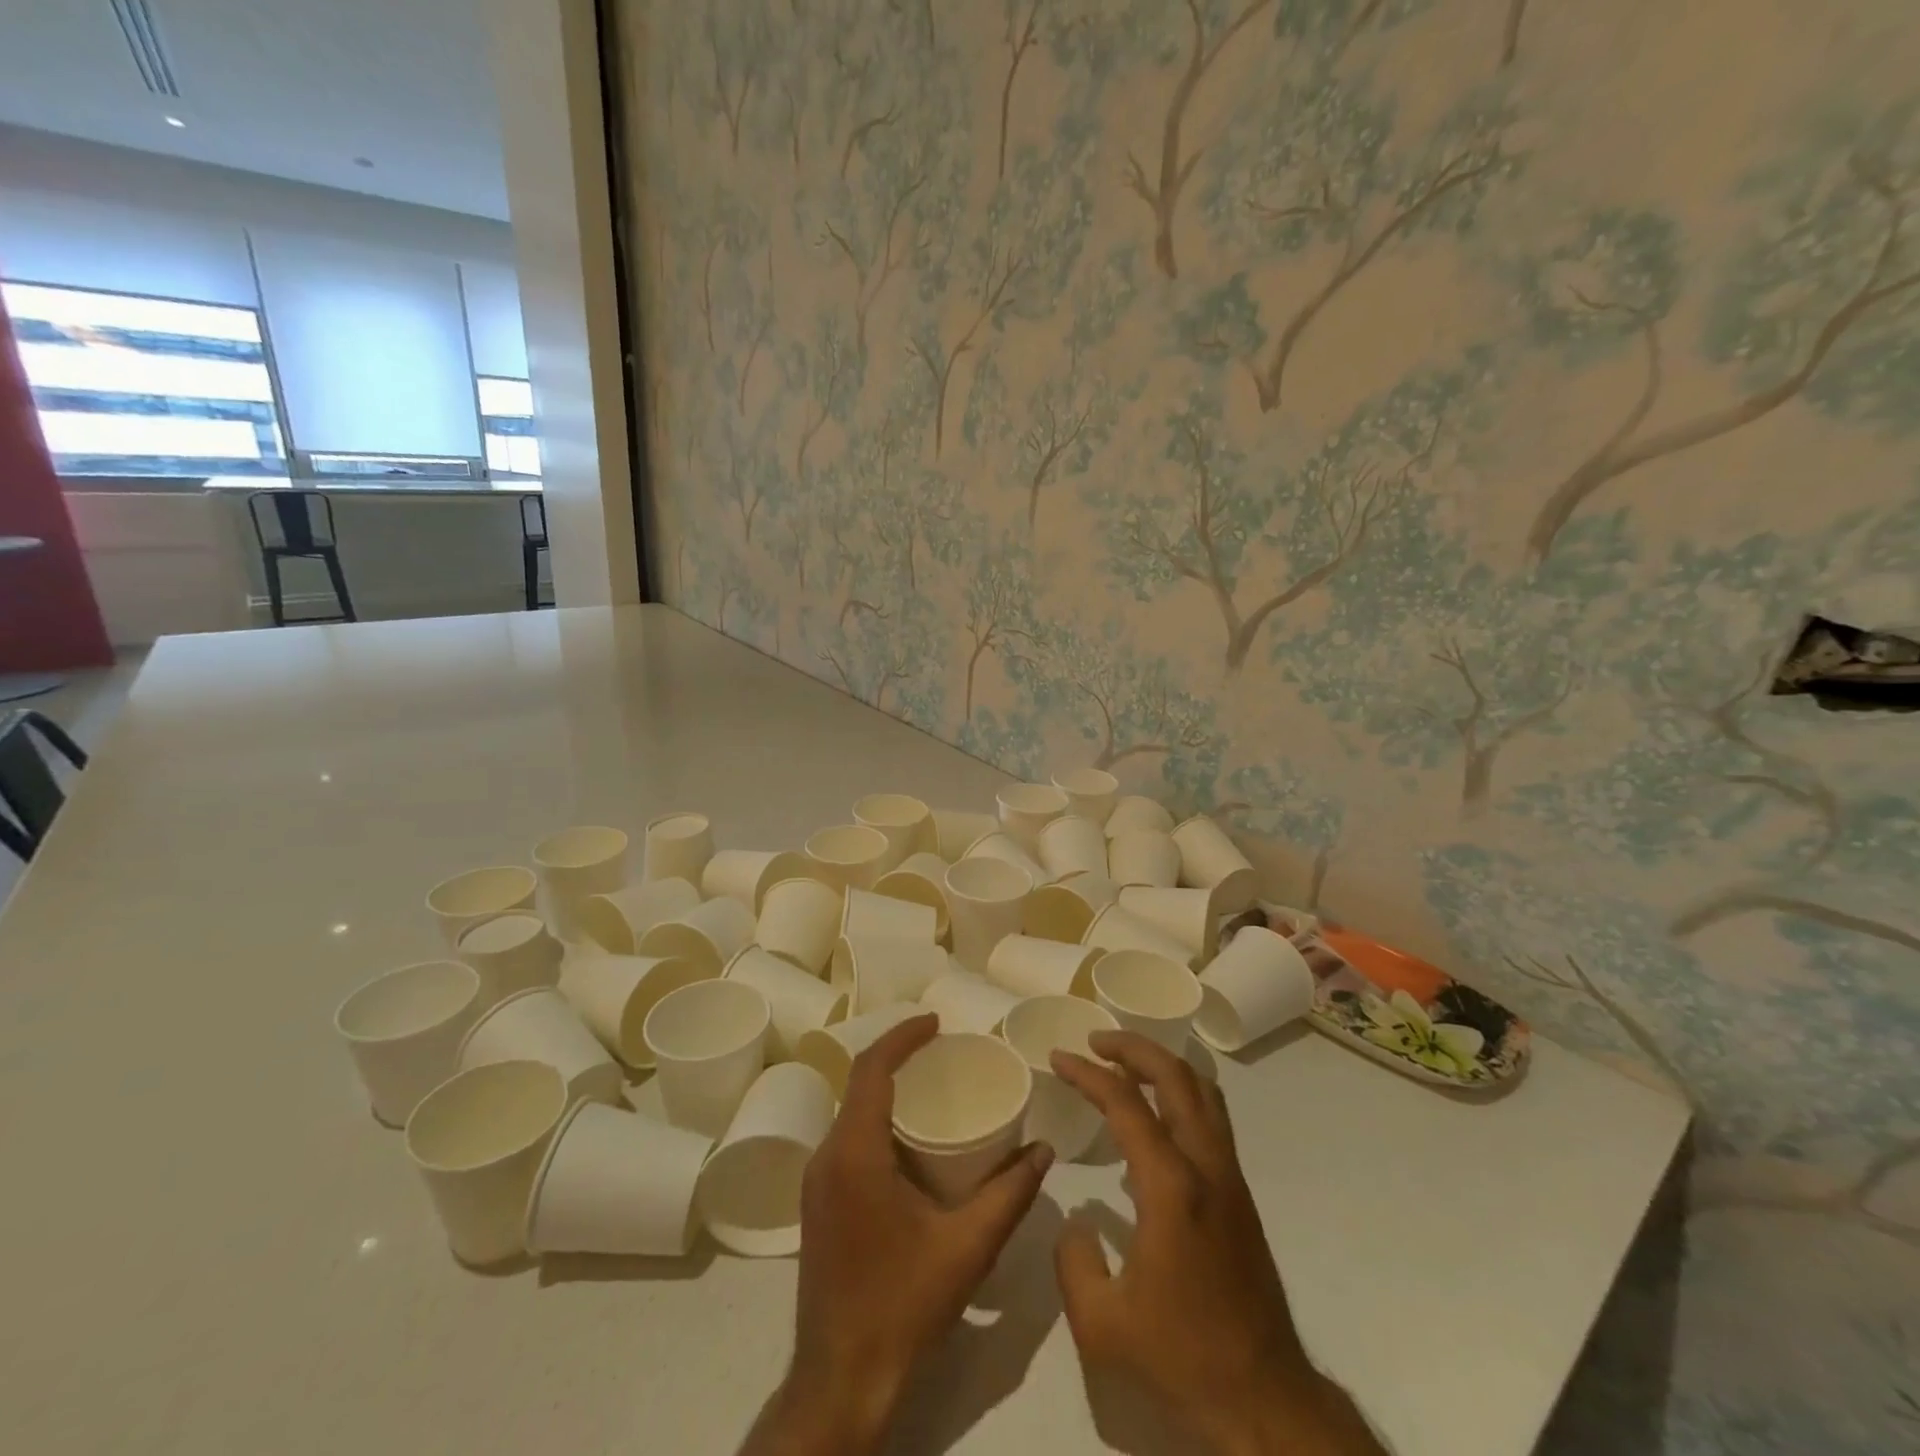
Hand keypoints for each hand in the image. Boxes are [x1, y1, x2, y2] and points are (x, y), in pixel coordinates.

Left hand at [738, 1013, 1053, 1455]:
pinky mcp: (817, 1203)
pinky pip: (846, 1139)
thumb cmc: (903, 1305)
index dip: (902, 1036)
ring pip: (851, 1113)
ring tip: (931, 1087)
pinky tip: (908, 1139)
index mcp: (854, 1153)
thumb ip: (1009, 1194)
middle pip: (859, 1084)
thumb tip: (1043, 1151)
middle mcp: (826, 1157)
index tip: (937, 1022)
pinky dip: (875, 1120)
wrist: (840, 1380)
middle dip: (897, 1058)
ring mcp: (816, 1182)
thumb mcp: (967, 1248)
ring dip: (885, 1090)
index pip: (871, 1069)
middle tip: (942, 1051)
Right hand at [1051, 1032, 1384, 1455]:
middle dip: (1133, 1047)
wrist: (1265, 1401)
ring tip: (1124, 1065)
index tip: (1058, 1058)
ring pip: (1202, 1092)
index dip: (1088, 1074)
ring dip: (1162, 1065)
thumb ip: (1073, 1261)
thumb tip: (1076, 1222)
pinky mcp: (1239, 1195)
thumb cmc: (1181, 1357)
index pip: (1125, 1103)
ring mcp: (1229, 1178)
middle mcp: (1206, 1166)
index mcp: (1171, 1186)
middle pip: (1176, 1076)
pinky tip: (1152, 1121)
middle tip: (1095, 1042)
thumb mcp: (1101, 1324)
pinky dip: (1180, 1095)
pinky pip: (1210, 1119)